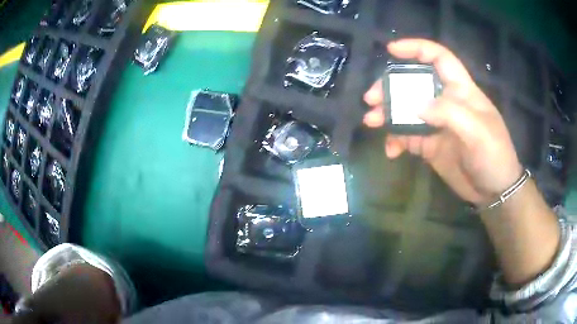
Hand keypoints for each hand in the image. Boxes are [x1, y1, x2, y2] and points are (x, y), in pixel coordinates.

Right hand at [363, 39, 522, 205]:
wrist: (493, 191)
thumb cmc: (494, 156)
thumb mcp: (478, 132)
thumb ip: (449, 114)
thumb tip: (415, 105)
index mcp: (461, 90)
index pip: (439, 59)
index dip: (417, 49)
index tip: (391, 50)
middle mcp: (446, 102)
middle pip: (414, 83)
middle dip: (391, 86)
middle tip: (371, 98)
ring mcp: (437, 124)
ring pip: (406, 110)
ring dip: (387, 113)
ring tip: (371, 121)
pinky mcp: (430, 144)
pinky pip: (407, 136)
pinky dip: (396, 140)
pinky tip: (391, 150)